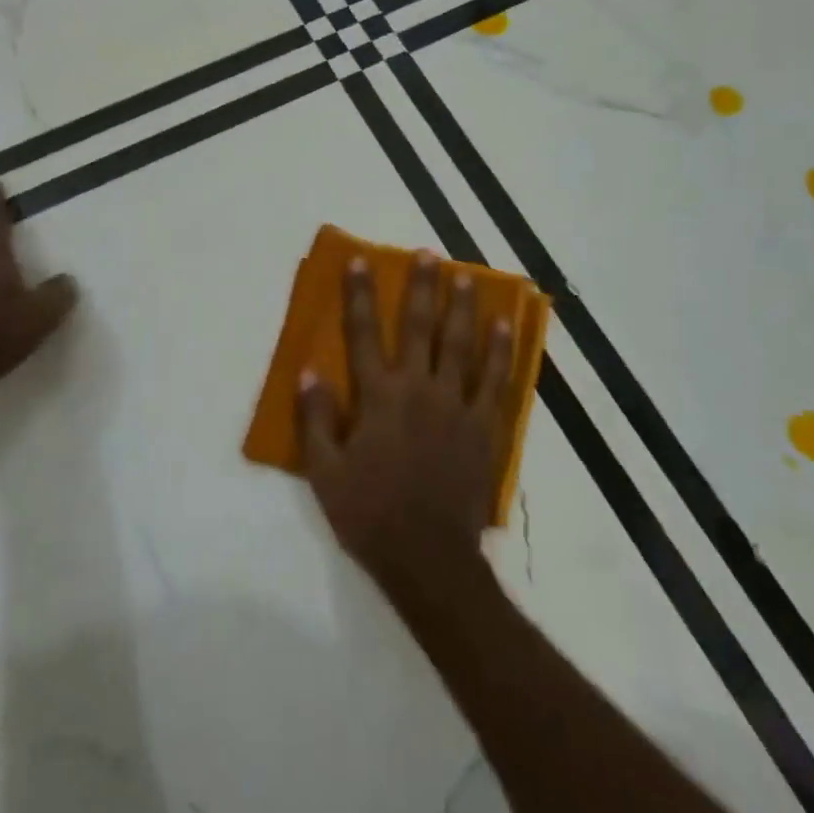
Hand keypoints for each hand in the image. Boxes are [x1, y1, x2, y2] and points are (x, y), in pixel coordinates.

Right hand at [298, 251, 513, 595]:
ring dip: (463, 307)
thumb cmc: (370, 514)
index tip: (361, 261)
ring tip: (468, 276)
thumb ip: (315, 419)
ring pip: (462, 345)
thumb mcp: (324, 473)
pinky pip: (497, 381)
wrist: (429, 558)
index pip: (364, 334)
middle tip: (429, 254)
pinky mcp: (485, 427)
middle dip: (422, 287)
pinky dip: (501, 351)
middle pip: (421, 328)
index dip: (360, 295)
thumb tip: (309, 371)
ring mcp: (457, 406)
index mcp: (378, 398)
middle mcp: (419, 390)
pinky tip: (504, 327)